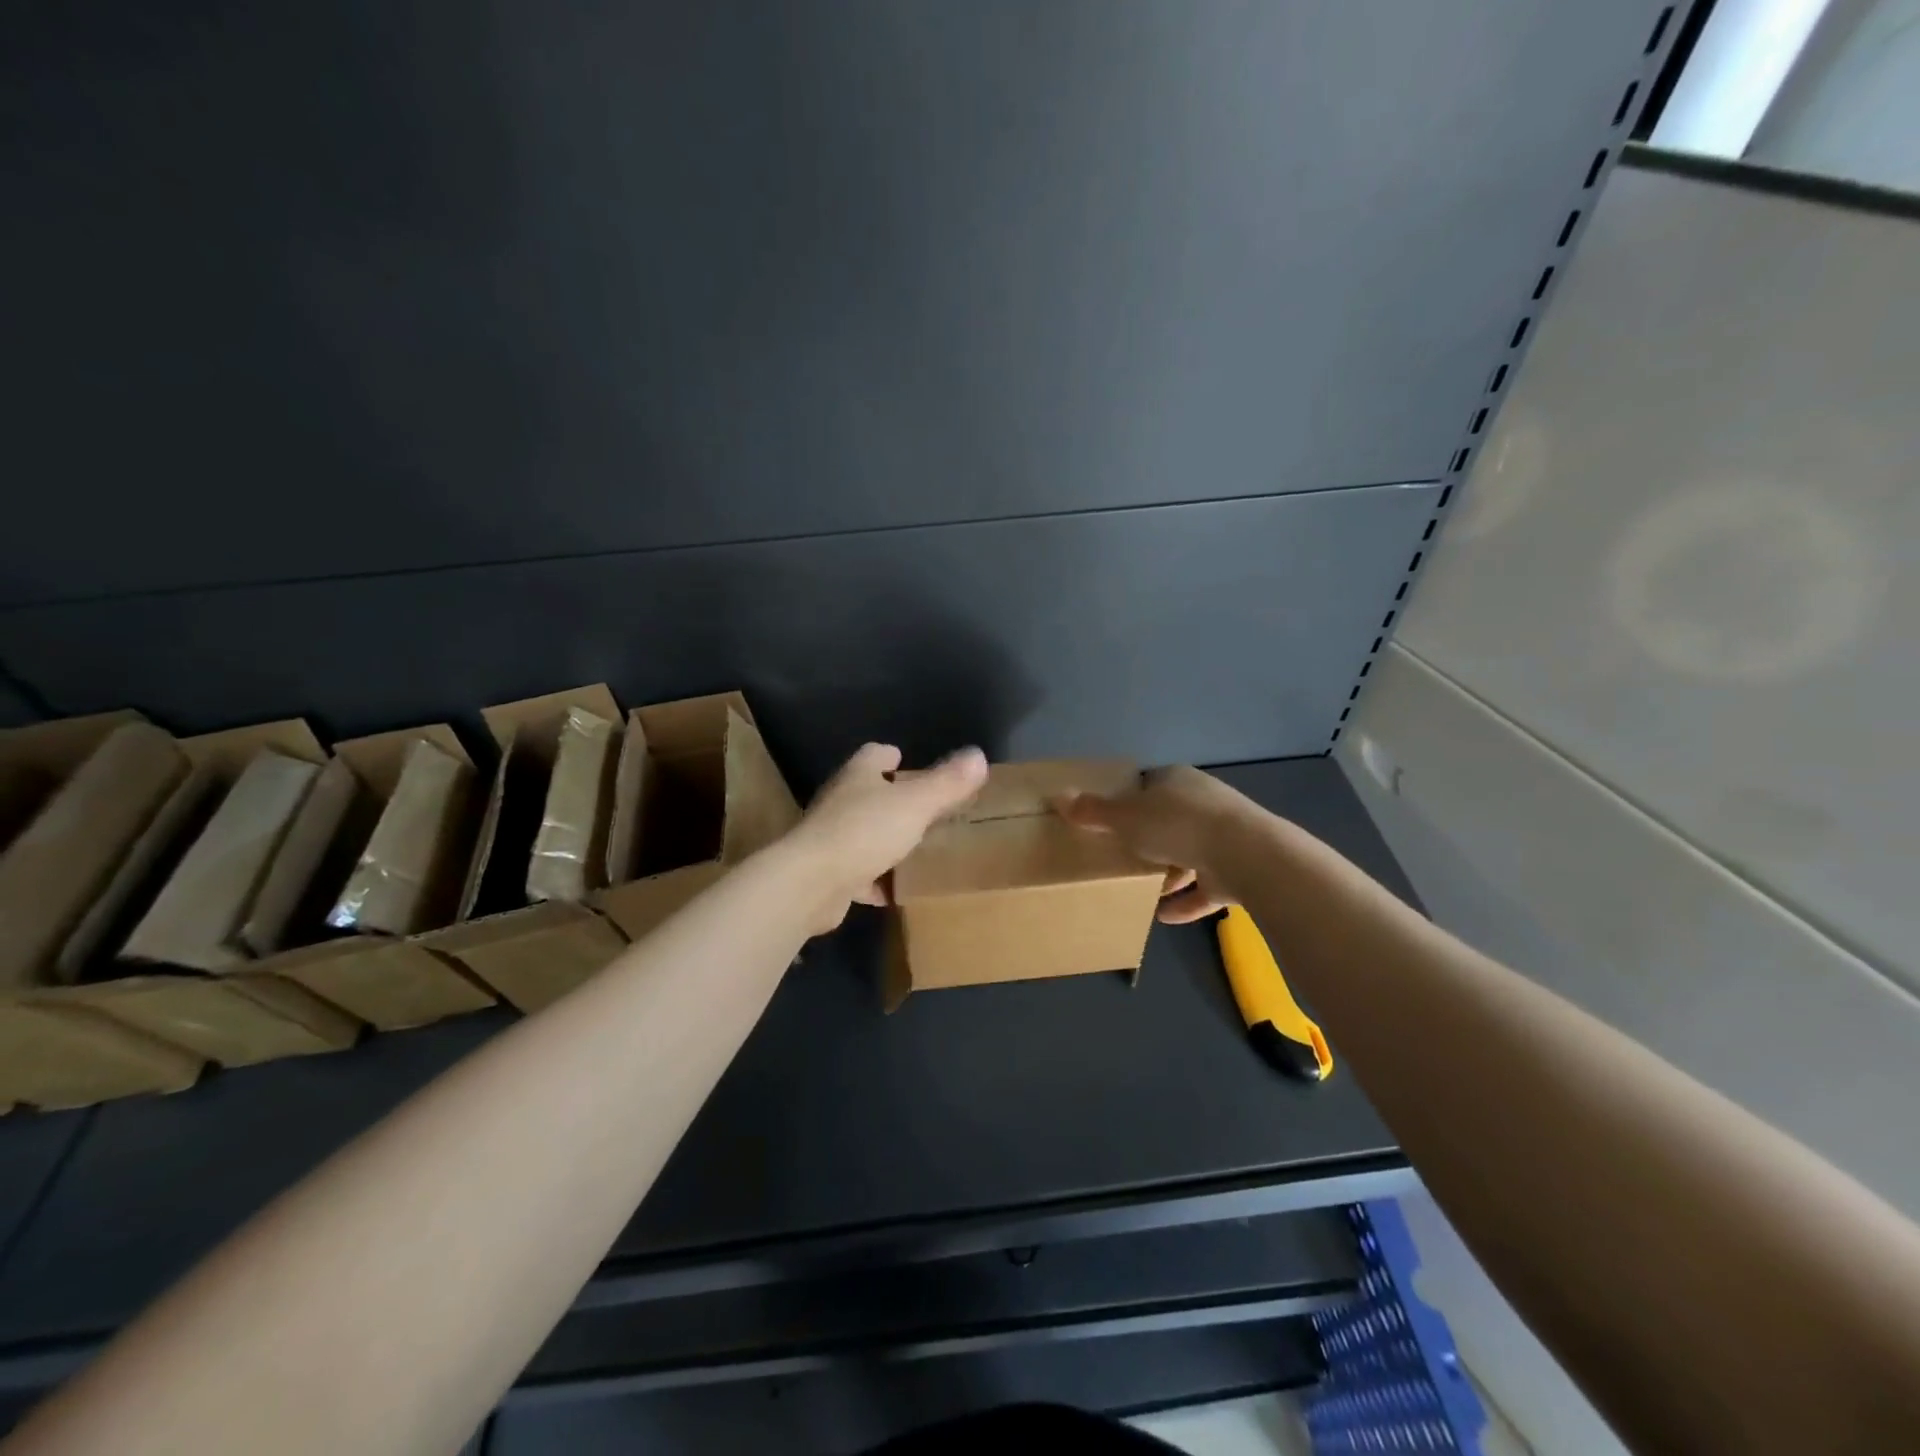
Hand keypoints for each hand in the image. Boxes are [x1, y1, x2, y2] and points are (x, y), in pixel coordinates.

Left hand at [786, 743, 989, 932]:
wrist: (811, 883)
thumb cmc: (864, 831)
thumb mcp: (916, 804)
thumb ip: (947, 782)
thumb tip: (978, 755)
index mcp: (858, 776)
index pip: (874, 755)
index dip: (891, 756)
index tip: (905, 760)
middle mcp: (839, 802)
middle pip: (867, 793)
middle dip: (891, 798)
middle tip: (923, 808)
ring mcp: (829, 838)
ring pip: (862, 832)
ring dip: (883, 839)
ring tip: (914, 848)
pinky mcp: (827, 874)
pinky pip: (857, 872)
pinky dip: (874, 879)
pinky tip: (893, 890)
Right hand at [1055, 766, 1261, 923]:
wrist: (1247, 856)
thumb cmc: (1178, 826)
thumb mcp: (1126, 818)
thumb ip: (1093, 811)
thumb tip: (1058, 796)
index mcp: (1177, 781)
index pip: (1148, 785)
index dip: (1128, 801)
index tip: (1109, 821)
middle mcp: (1204, 803)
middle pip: (1168, 819)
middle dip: (1147, 839)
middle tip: (1121, 857)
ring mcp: (1225, 837)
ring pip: (1189, 853)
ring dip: (1168, 873)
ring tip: (1142, 890)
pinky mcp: (1238, 870)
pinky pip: (1206, 886)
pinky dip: (1187, 901)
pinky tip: (1165, 916)